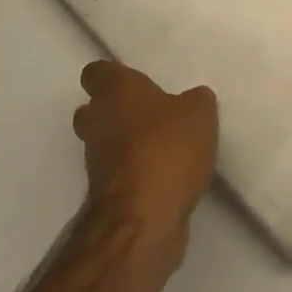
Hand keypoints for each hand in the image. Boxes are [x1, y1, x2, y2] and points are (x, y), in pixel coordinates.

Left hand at [74, 61, 217, 269]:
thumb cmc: (167, 149)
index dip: (112, 75)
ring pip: (103, 143)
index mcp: (115, 91)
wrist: (144, 219)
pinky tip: (163, 176)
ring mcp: (96, 161)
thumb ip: (196, 101)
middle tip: (146, 113)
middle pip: (92, 109)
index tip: (133, 80)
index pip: (96, 72)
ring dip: (124, 145)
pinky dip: (134, 174)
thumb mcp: (198, 113)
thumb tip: (194, 100)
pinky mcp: (106, 196)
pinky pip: (118, 175)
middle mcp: (98, 121)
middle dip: (114, 111)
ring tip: (161, 147)